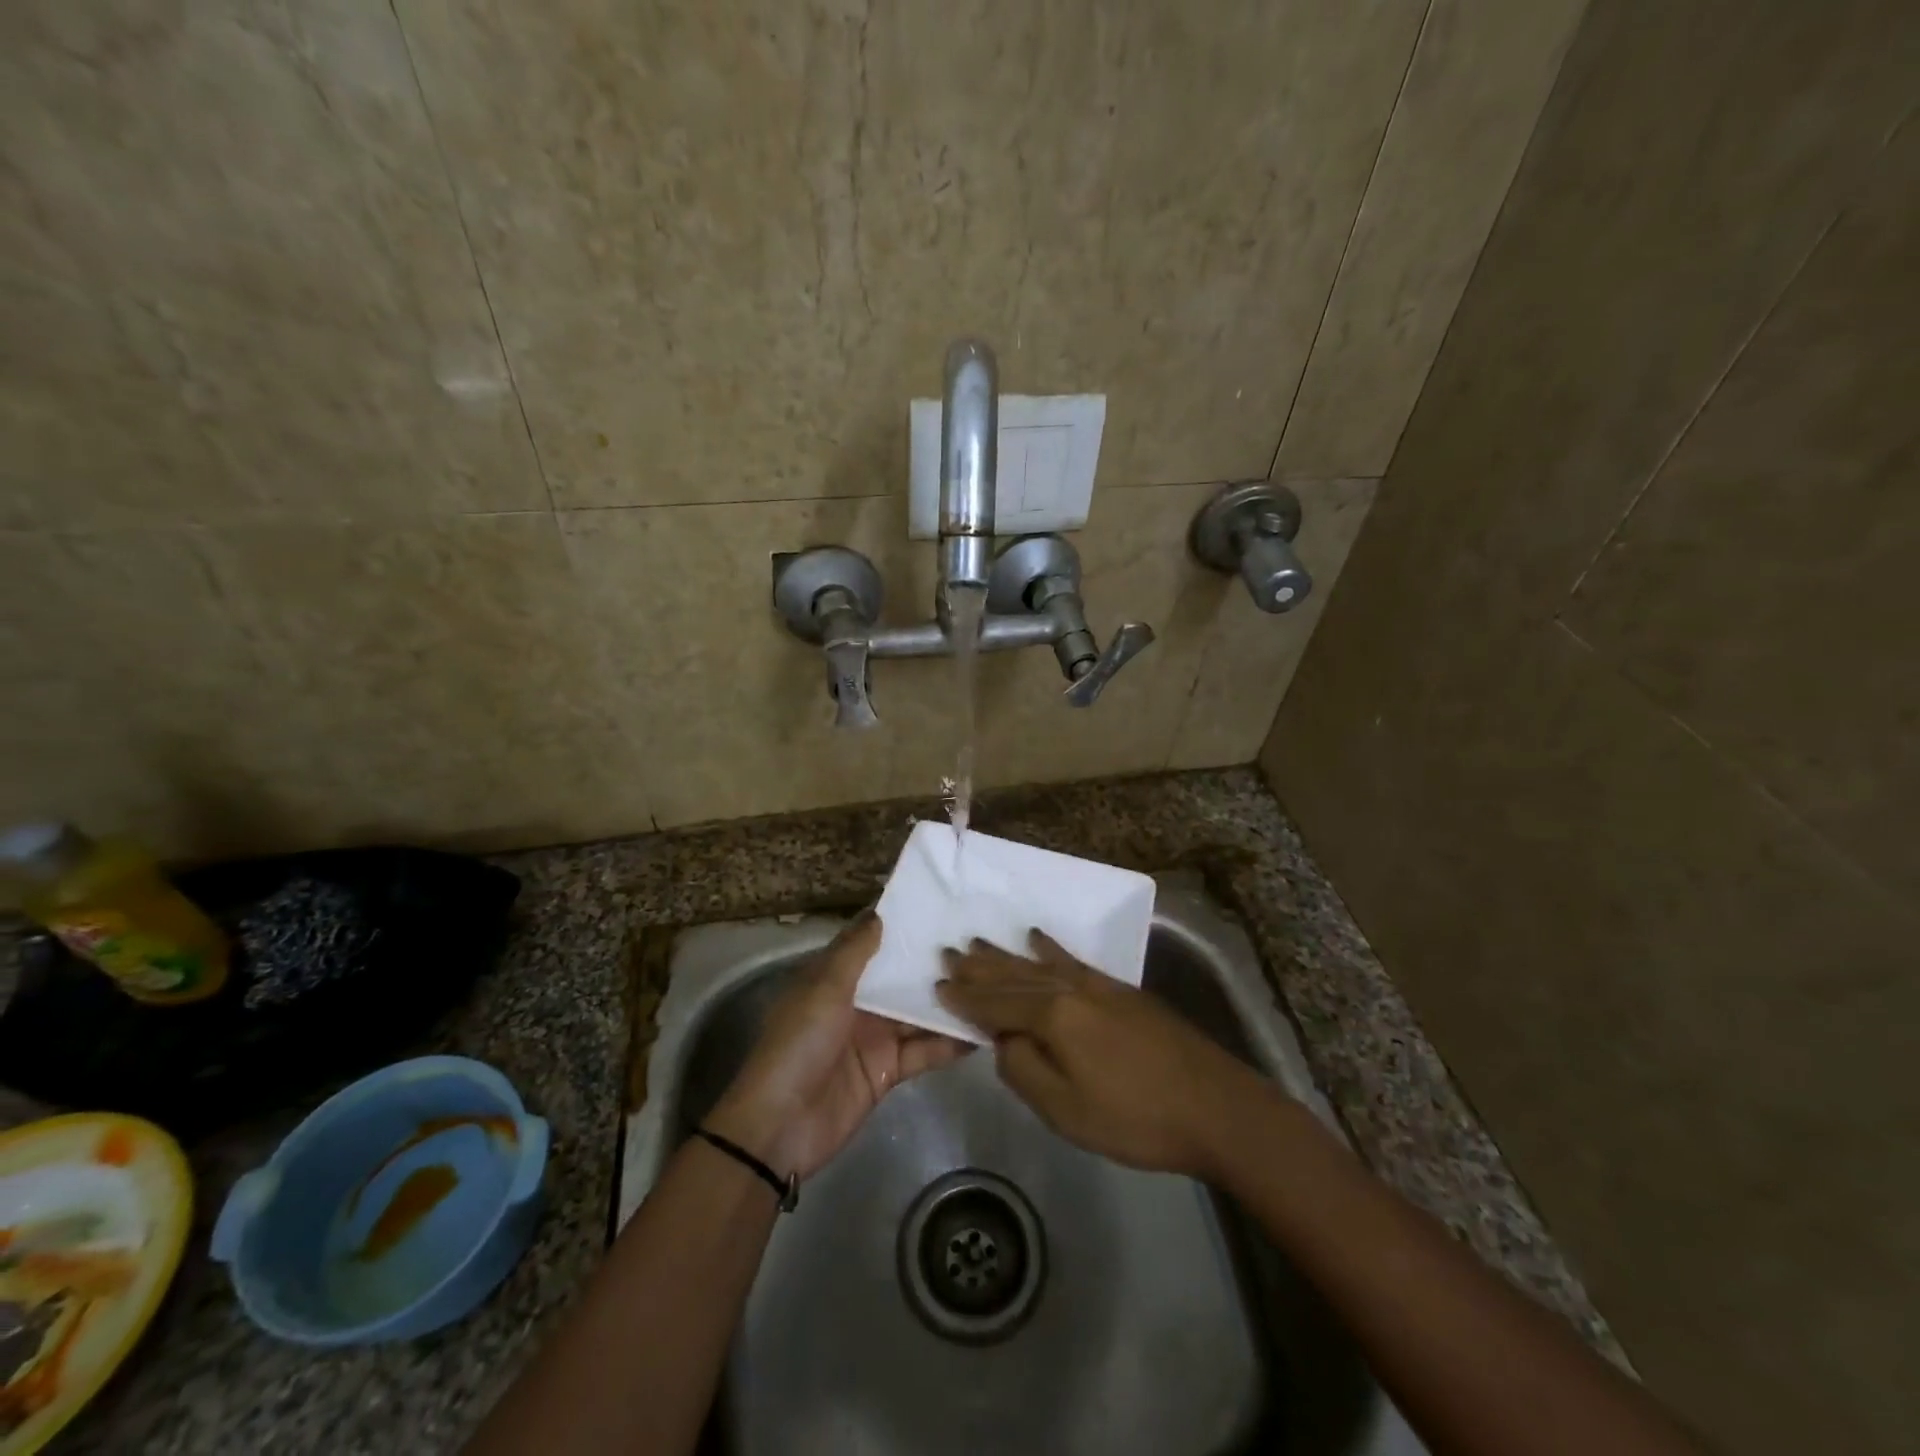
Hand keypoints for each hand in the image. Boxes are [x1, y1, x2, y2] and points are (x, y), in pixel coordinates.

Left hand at [708, 911, 969, 1179]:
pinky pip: (924, 1050)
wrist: (780, 1126)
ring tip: (990, 980)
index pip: (870, 941)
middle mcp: (857, 1001)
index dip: (898, 923)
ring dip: (947, 1001)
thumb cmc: (798, 1045)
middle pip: (899, 976)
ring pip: (917, 1012)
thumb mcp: (824, 990)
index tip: (937, 903)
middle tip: (978, 940)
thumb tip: (882, 913)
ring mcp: (874, 1036)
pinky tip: (983, 1030)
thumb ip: (855, 952)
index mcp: (834, 976)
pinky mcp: (889, 1070)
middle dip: (931, 961)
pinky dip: (949, 1043)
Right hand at [936, 929, 1262, 1177]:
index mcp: (1053, 1017)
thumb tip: (1002, 1040)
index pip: (996, 1003)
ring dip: (1006, 954)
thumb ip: (1023, 1070)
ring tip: (978, 941)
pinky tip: (1038, 938)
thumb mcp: (1065, 1110)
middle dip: (979, 967)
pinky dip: (1050, 950)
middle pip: (1014, 974)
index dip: (965, 998)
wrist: (1216, 1107)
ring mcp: (1098, 985)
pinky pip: (1073, 961)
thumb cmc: (1135, 1118)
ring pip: (1039, 964)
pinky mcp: (1121, 991)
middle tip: (948, 951)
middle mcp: (1070, 989)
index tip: (937, 984)